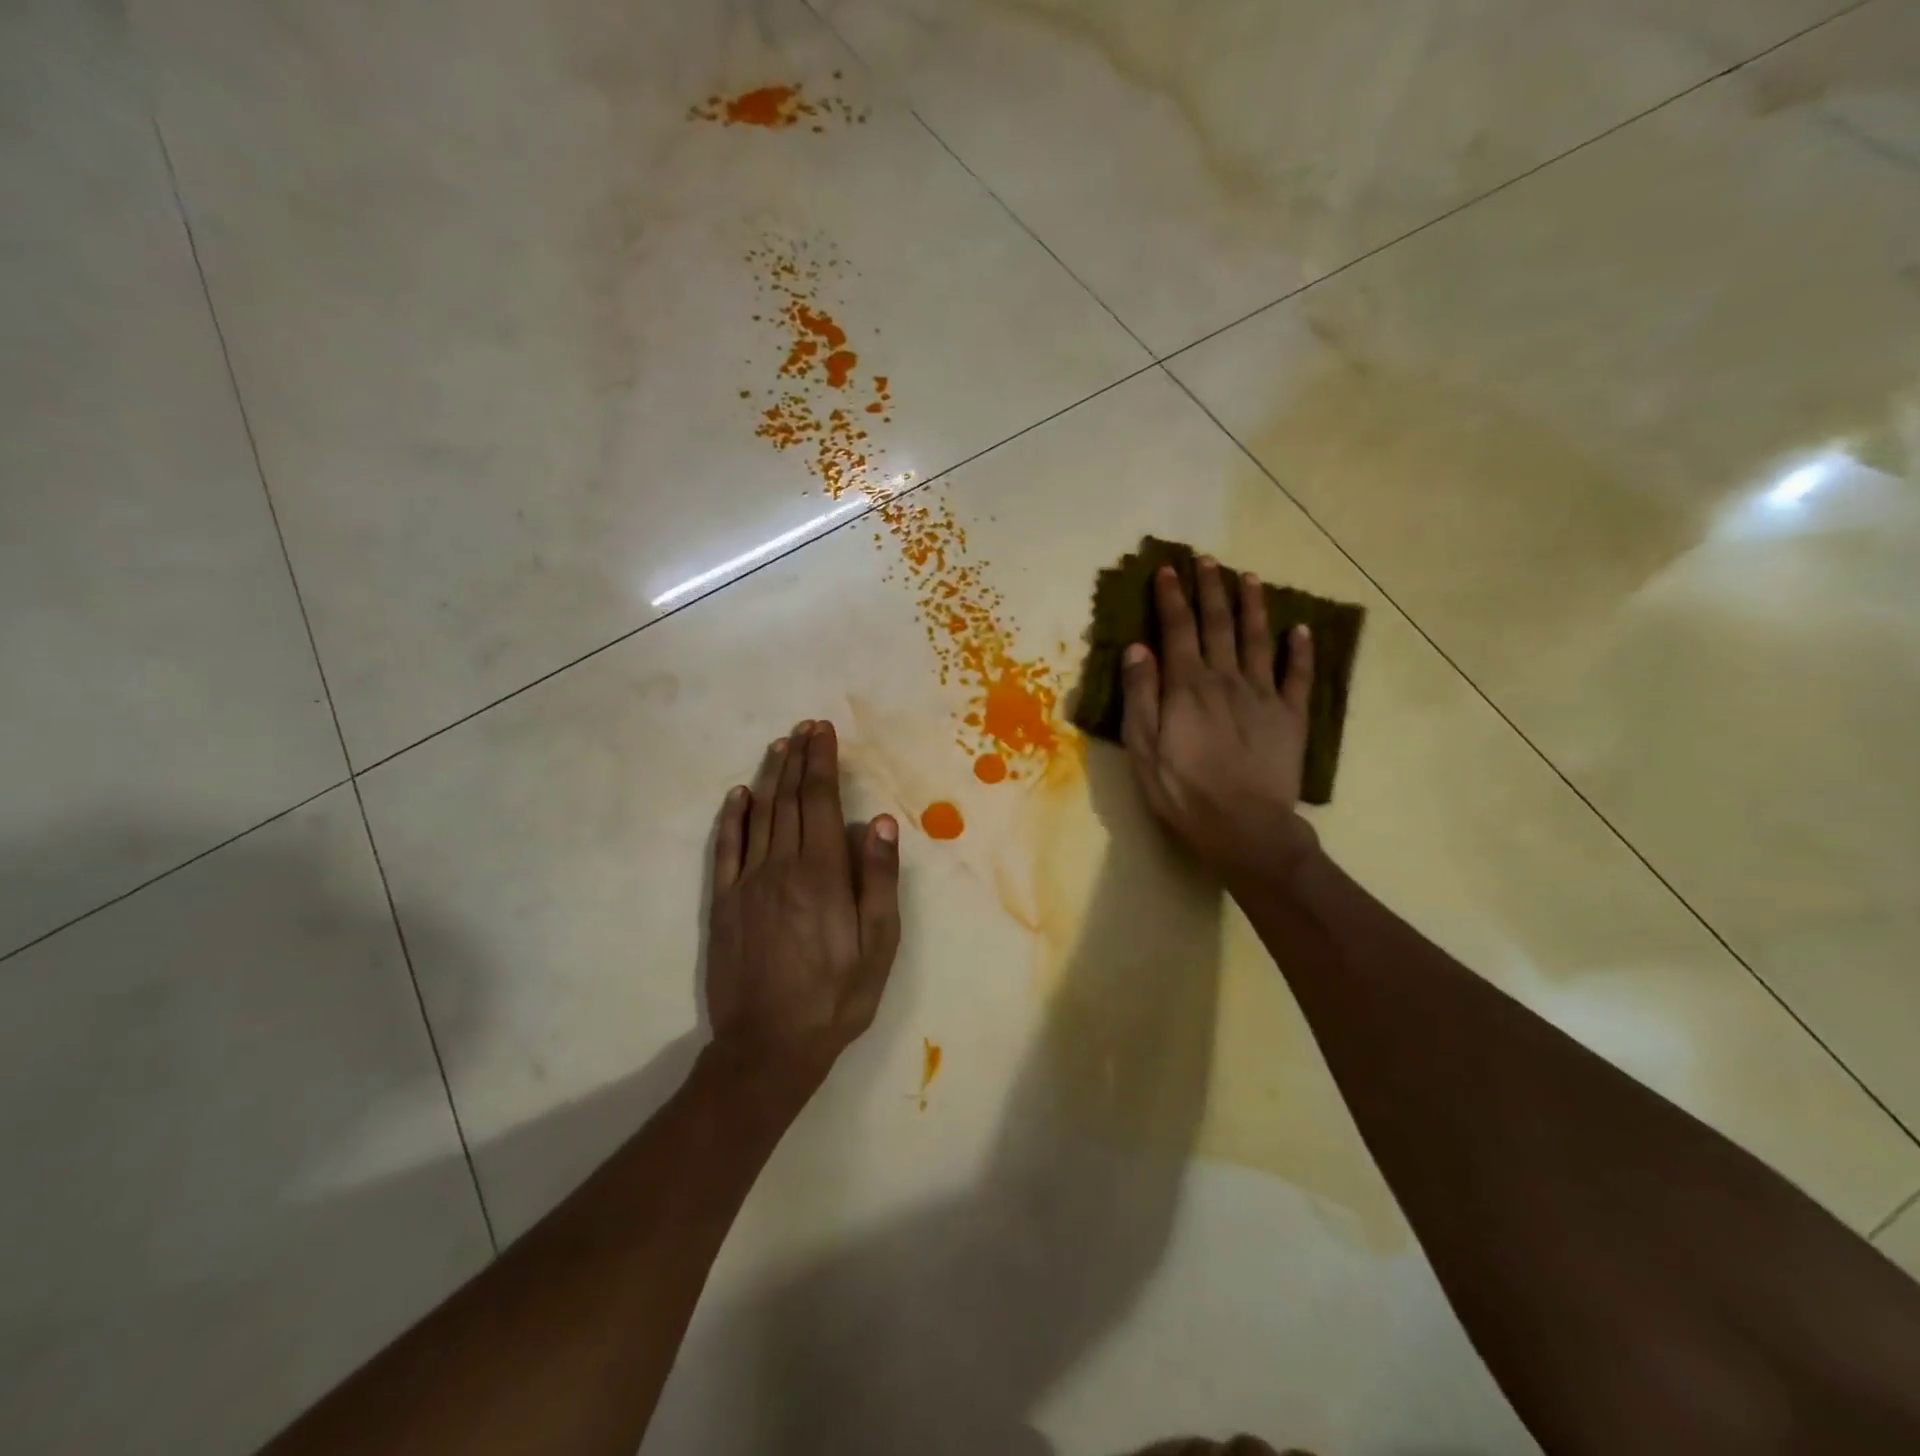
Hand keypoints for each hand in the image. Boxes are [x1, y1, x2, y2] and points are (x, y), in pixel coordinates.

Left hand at [705, 720, 901, 1094]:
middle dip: (799, 759)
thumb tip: (878, 822)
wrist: (768, 1046)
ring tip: (780, 746)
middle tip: (805, 728)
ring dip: (771, 778)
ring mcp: (747, 883)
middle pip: (790, 800)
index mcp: (822, 873)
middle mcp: (781, 866)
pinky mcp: (724, 903)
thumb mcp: (878, 944)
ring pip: (759, 816)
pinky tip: (739, 796)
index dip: (822, 763)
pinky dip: (732, 818)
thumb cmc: (836, 996)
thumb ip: (878, 880)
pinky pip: (727, 849)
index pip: (821, 802)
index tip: (823, 733)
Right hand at [1121, 559, 1319, 887]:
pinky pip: (1298, 676)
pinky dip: (1300, 650)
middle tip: (1207, 560)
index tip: (1168, 570)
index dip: (1172, 597)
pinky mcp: (1290, 716)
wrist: (1242, 826)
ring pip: (1258, 639)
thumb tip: (1138, 648)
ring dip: (1252, 606)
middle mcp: (1226, 679)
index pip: (1177, 629)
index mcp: (1188, 686)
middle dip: (1210, 589)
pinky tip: (1300, 630)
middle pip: (1218, 624)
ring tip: (1249, 578)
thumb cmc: (1182, 790)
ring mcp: (1263, 695)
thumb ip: (1141, 695)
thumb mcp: (1144, 747)